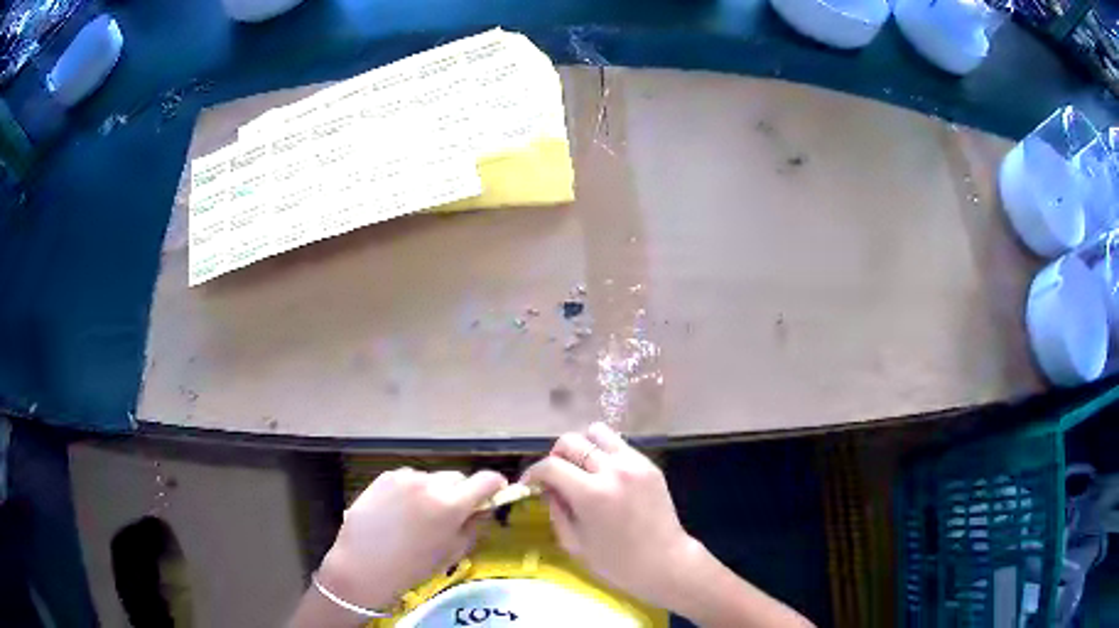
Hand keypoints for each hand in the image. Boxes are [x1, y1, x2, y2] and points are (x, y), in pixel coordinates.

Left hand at [317, 468, 506, 610]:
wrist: (363, 565)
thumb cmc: (413, 566)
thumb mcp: (454, 552)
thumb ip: (475, 526)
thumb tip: (485, 508)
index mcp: (451, 504)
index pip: (486, 480)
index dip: (495, 486)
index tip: (496, 494)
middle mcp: (429, 483)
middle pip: (458, 477)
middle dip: (462, 492)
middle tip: (453, 513)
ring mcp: (405, 477)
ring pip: (432, 478)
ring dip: (436, 491)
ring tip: (421, 515)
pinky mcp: (385, 476)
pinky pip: (410, 479)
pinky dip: (413, 490)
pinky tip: (401, 511)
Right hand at [523, 423, 697, 608]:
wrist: (664, 561)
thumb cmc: (616, 562)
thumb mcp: (575, 543)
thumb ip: (556, 510)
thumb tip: (548, 488)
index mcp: (591, 494)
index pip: (551, 465)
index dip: (533, 472)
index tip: (530, 483)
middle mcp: (613, 470)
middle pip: (571, 441)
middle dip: (555, 455)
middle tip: (555, 475)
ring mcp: (634, 463)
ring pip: (597, 432)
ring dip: (582, 446)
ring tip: (581, 468)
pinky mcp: (649, 465)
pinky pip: (619, 445)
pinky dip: (604, 453)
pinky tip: (604, 475)